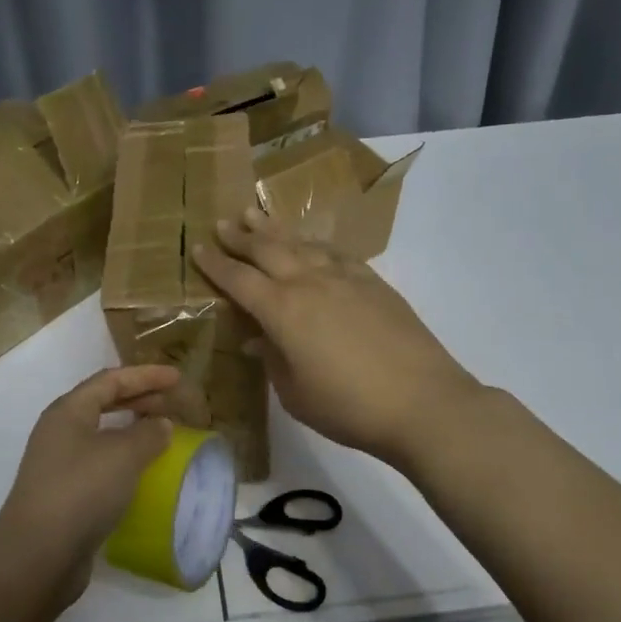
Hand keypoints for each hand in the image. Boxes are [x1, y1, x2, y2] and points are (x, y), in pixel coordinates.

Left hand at [0, 364, 178, 593]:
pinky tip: (142, 472)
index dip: (145, 376)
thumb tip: (161, 424)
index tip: (176, 377)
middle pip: (102, 403)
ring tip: (161, 434)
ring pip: (101, 435)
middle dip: (138, 399)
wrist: (38, 555)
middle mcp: (59, 432)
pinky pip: (100, 463)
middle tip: (171, 402)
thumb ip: (147, 434)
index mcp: (68, 412)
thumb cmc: (81, 491)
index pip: (110, 380)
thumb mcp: (123, 456)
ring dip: (131, 430)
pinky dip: (124, 459)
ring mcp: (59, 464)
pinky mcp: (64, 494)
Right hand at [192, 208, 481, 467]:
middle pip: (267, 250)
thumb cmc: (348, 407)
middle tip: (222, 222)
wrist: (422, 402)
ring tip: (255, 214)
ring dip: (274, 229)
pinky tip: (310, 242)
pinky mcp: (373, 282)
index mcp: (281, 310)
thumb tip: (258, 338)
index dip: (215, 264)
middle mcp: (309, 283)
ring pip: (301, 244)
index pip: (238, 279)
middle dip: (241, 236)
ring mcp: (344, 278)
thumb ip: (272, 360)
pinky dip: (314, 243)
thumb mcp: (295, 394)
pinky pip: (334, 252)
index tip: (198, 249)